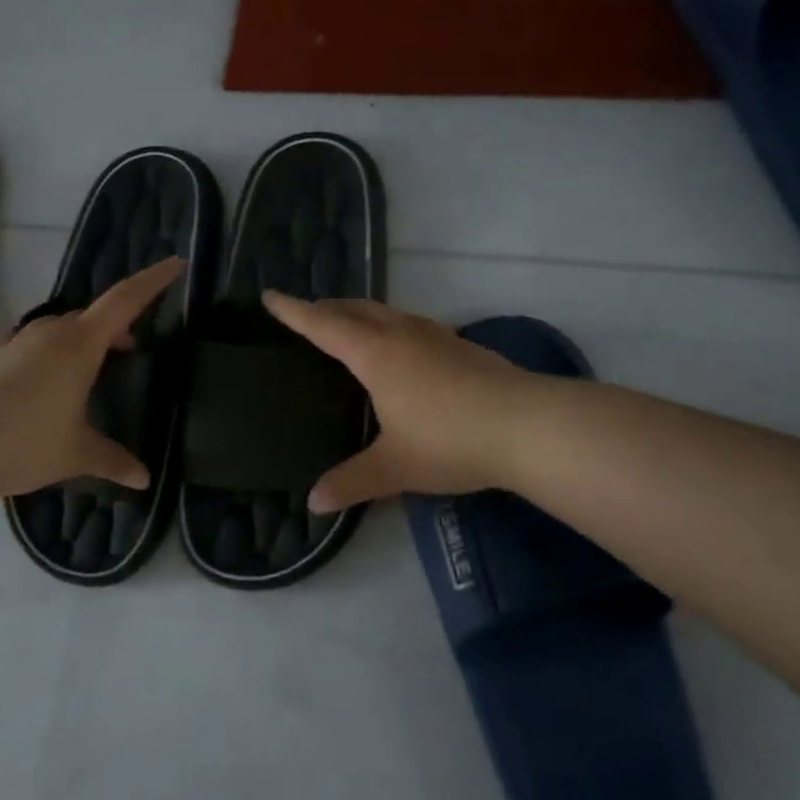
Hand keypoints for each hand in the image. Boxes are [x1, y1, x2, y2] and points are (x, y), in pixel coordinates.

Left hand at [0, 257, 183, 499]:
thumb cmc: (24, 442)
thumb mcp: (77, 453)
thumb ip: (113, 460)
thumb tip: (144, 479)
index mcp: (79, 345)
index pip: (125, 301)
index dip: (153, 281)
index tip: (176, 263)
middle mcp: (49, 334)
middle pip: (92, 316)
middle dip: (117, 325)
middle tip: (133, 347)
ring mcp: (17, 343)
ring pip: (61, 328)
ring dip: (84, 339)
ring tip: (94, 367)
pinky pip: (35, 344)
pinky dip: (54, 353)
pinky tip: (50, 381)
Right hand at [263, 292, 540, 511]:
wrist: (529, 426)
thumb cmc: (451, 441)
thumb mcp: (394, 467)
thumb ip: (352, 482)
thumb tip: (313, 503)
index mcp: (377, 355)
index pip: (324, 326)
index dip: (294, 311)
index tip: (270, 295)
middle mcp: (403, 335)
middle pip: (356, 310)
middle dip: (327, 307)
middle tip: (307, 312)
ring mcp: (438, 337)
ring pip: (388, 313)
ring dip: (362, 313)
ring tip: (350, 325)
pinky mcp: (463, 347)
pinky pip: (412, 324)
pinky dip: (391, 326)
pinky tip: (403, 348)